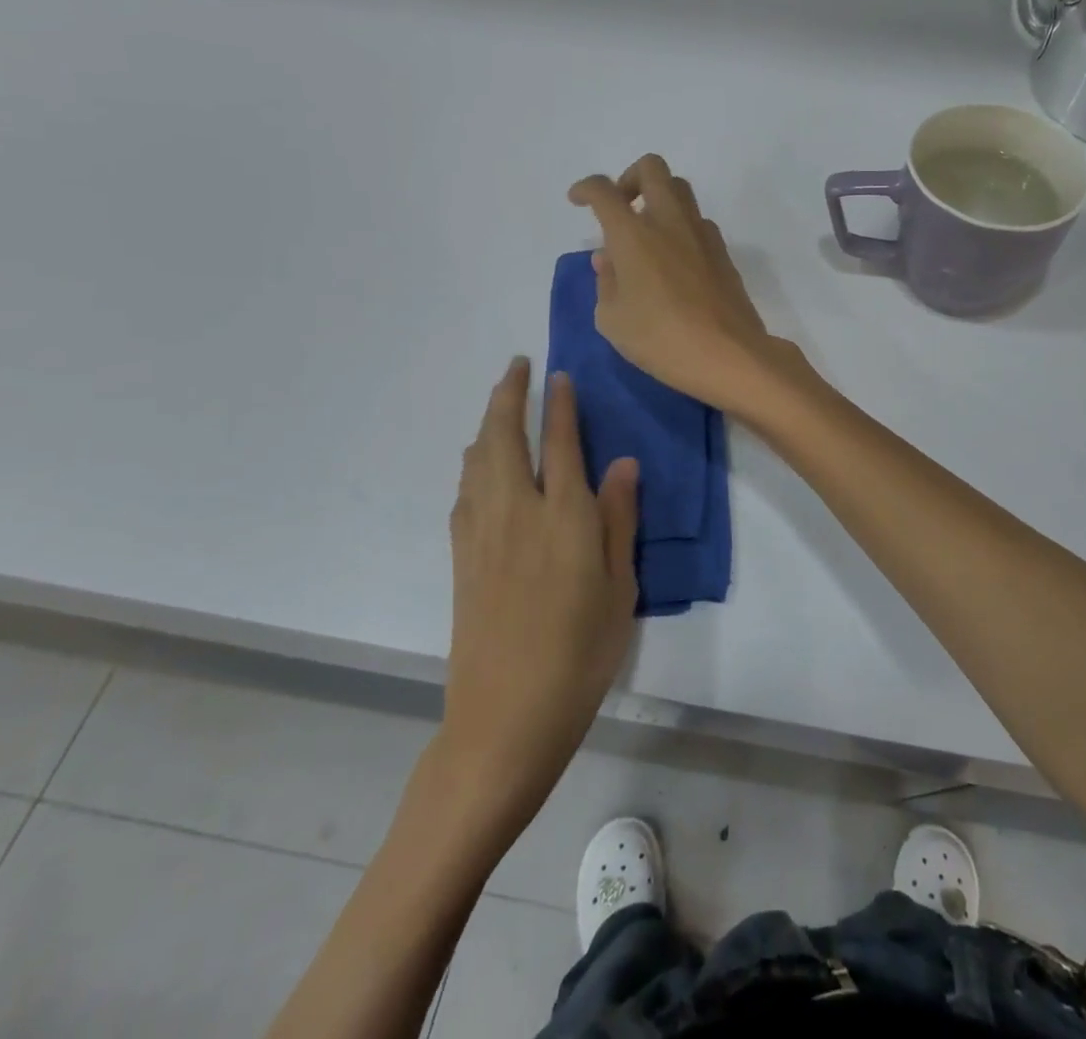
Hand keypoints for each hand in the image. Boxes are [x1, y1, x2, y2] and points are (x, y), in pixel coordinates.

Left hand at [435, 358, 638, 843]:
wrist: (504, 718)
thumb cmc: (579, 656)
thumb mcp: (619, 589)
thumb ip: (618, 520)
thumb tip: (623, 464)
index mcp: (563, 518)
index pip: (560, 444)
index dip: (560, 406)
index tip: (558, 375)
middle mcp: (516, 513)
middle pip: (504, 438)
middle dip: (508, 396)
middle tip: (516, 367)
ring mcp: (481, 534)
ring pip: (477, 460)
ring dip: (486, 423)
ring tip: (497, 404)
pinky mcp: (462, 558)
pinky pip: (465, 491)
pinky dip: (472, 463)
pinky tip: (478, 464)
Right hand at [568, 153, 786, 412]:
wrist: (729, 354)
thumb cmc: (661, 339)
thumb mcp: (612, 320)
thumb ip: (606, 282)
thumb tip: (609, 259)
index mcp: (634, 234)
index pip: (604, 191)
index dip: (586, 188)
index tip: (578, 199)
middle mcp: (669, 222)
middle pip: (652, 168)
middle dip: (630, 178)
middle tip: (621, 208)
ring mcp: (701, 234)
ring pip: (680, 190)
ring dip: (658, 199)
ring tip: (646, 236)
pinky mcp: (723, 252)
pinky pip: (697, 221)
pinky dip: (680, 227)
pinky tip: (673, 261)